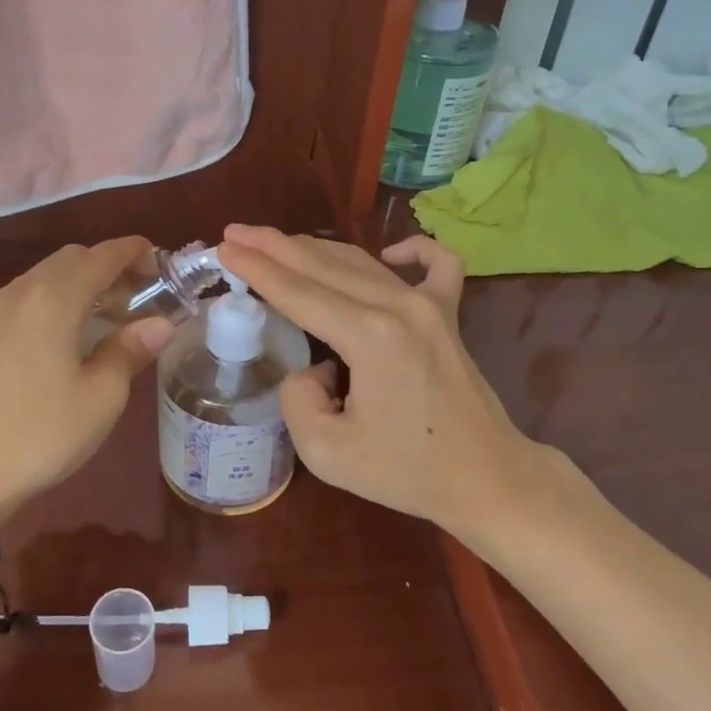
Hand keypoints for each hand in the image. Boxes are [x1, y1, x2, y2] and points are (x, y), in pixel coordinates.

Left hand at [0, 239, 173, 527]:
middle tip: (135, 295)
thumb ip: (130, 350)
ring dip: (74, 285)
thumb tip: (160, 323)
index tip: (158, 260)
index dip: (132, 251)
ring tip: (100, 317)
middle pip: (68, 260)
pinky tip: (50, 343)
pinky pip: (15, 308)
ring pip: (39, 280)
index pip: (100, 255)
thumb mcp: (101, 397)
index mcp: (54, 299)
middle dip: (105, 267)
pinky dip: (44, 308)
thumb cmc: (41, 434)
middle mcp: (18, 294)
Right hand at [216, 226, 575, 535]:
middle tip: (235, 231)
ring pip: (361, 262)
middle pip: (323, 265)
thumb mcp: (327, 452)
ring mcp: (430, 305)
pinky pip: (437, 264)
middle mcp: (399, 306)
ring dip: (315, 248)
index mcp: (369, 336)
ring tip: (276, 241)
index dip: (256, 269)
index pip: (297, 293)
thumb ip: (298, 398)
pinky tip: (390, 253)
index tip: (224, 248)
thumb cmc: (407, 472)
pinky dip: (412, 249)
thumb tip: (312, 366)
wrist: (486, 478)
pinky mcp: (450, 314)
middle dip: (274, 246)